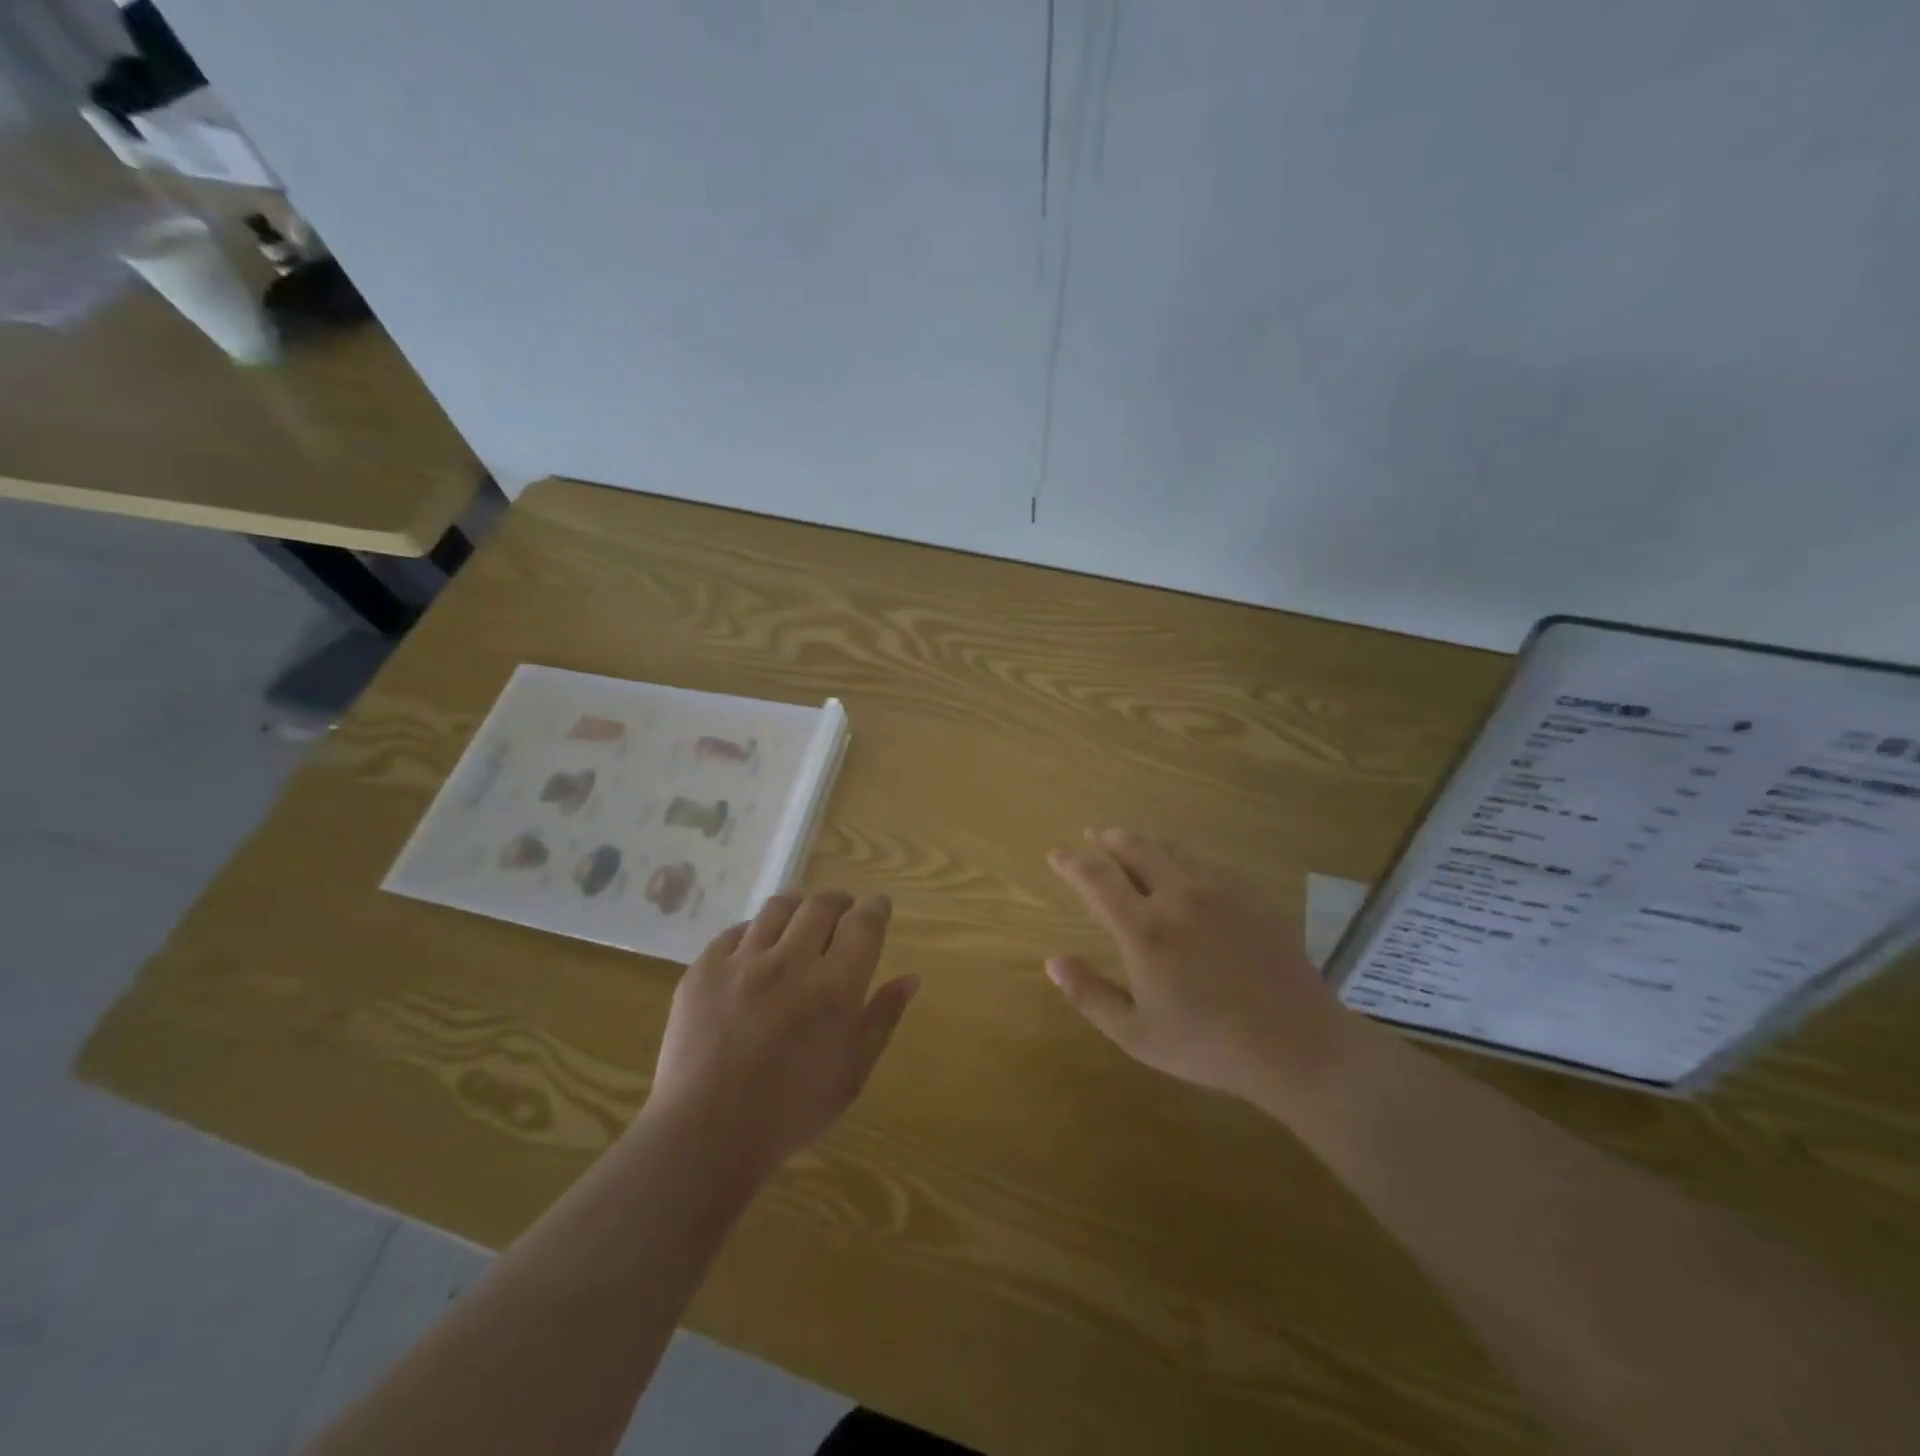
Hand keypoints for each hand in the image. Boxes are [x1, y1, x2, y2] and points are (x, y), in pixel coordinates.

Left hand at [644, 891, 918, 1181]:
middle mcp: (790, 962)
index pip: (863, 924)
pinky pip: (735, 932)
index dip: (875, 908)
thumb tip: (910, 978)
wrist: (704, 1135)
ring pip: (778, 908)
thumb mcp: (852, 1073)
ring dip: (798, 908)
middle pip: (822, 905)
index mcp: (834, 988)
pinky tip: (757, 951)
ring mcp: (742, 962)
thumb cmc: (791, 1113)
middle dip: (840, 902)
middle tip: (843, 914)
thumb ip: (882, 1019)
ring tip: (801, 922)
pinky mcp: (704, 970)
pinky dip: (755, 933)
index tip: (878, 907)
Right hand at [1046, 829, 1359, 1113]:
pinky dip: (1184, 858)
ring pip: (1173, 848)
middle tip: (1094, 835)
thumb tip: (1052, 961)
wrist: (1296, 1044)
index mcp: (1144, 929)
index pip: (1096, 877)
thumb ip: (1089, 994)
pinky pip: (1208, 862)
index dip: (1071, 861)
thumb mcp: (1136, 1035)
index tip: (1056, 854)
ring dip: (1146, 842)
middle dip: (1108, 838)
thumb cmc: (1208, 1045)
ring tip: (1133, 846)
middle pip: (1135, 847)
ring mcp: (1219, 890)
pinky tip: (1186, 870)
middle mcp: (1177, 896)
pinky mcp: (1251, 894)